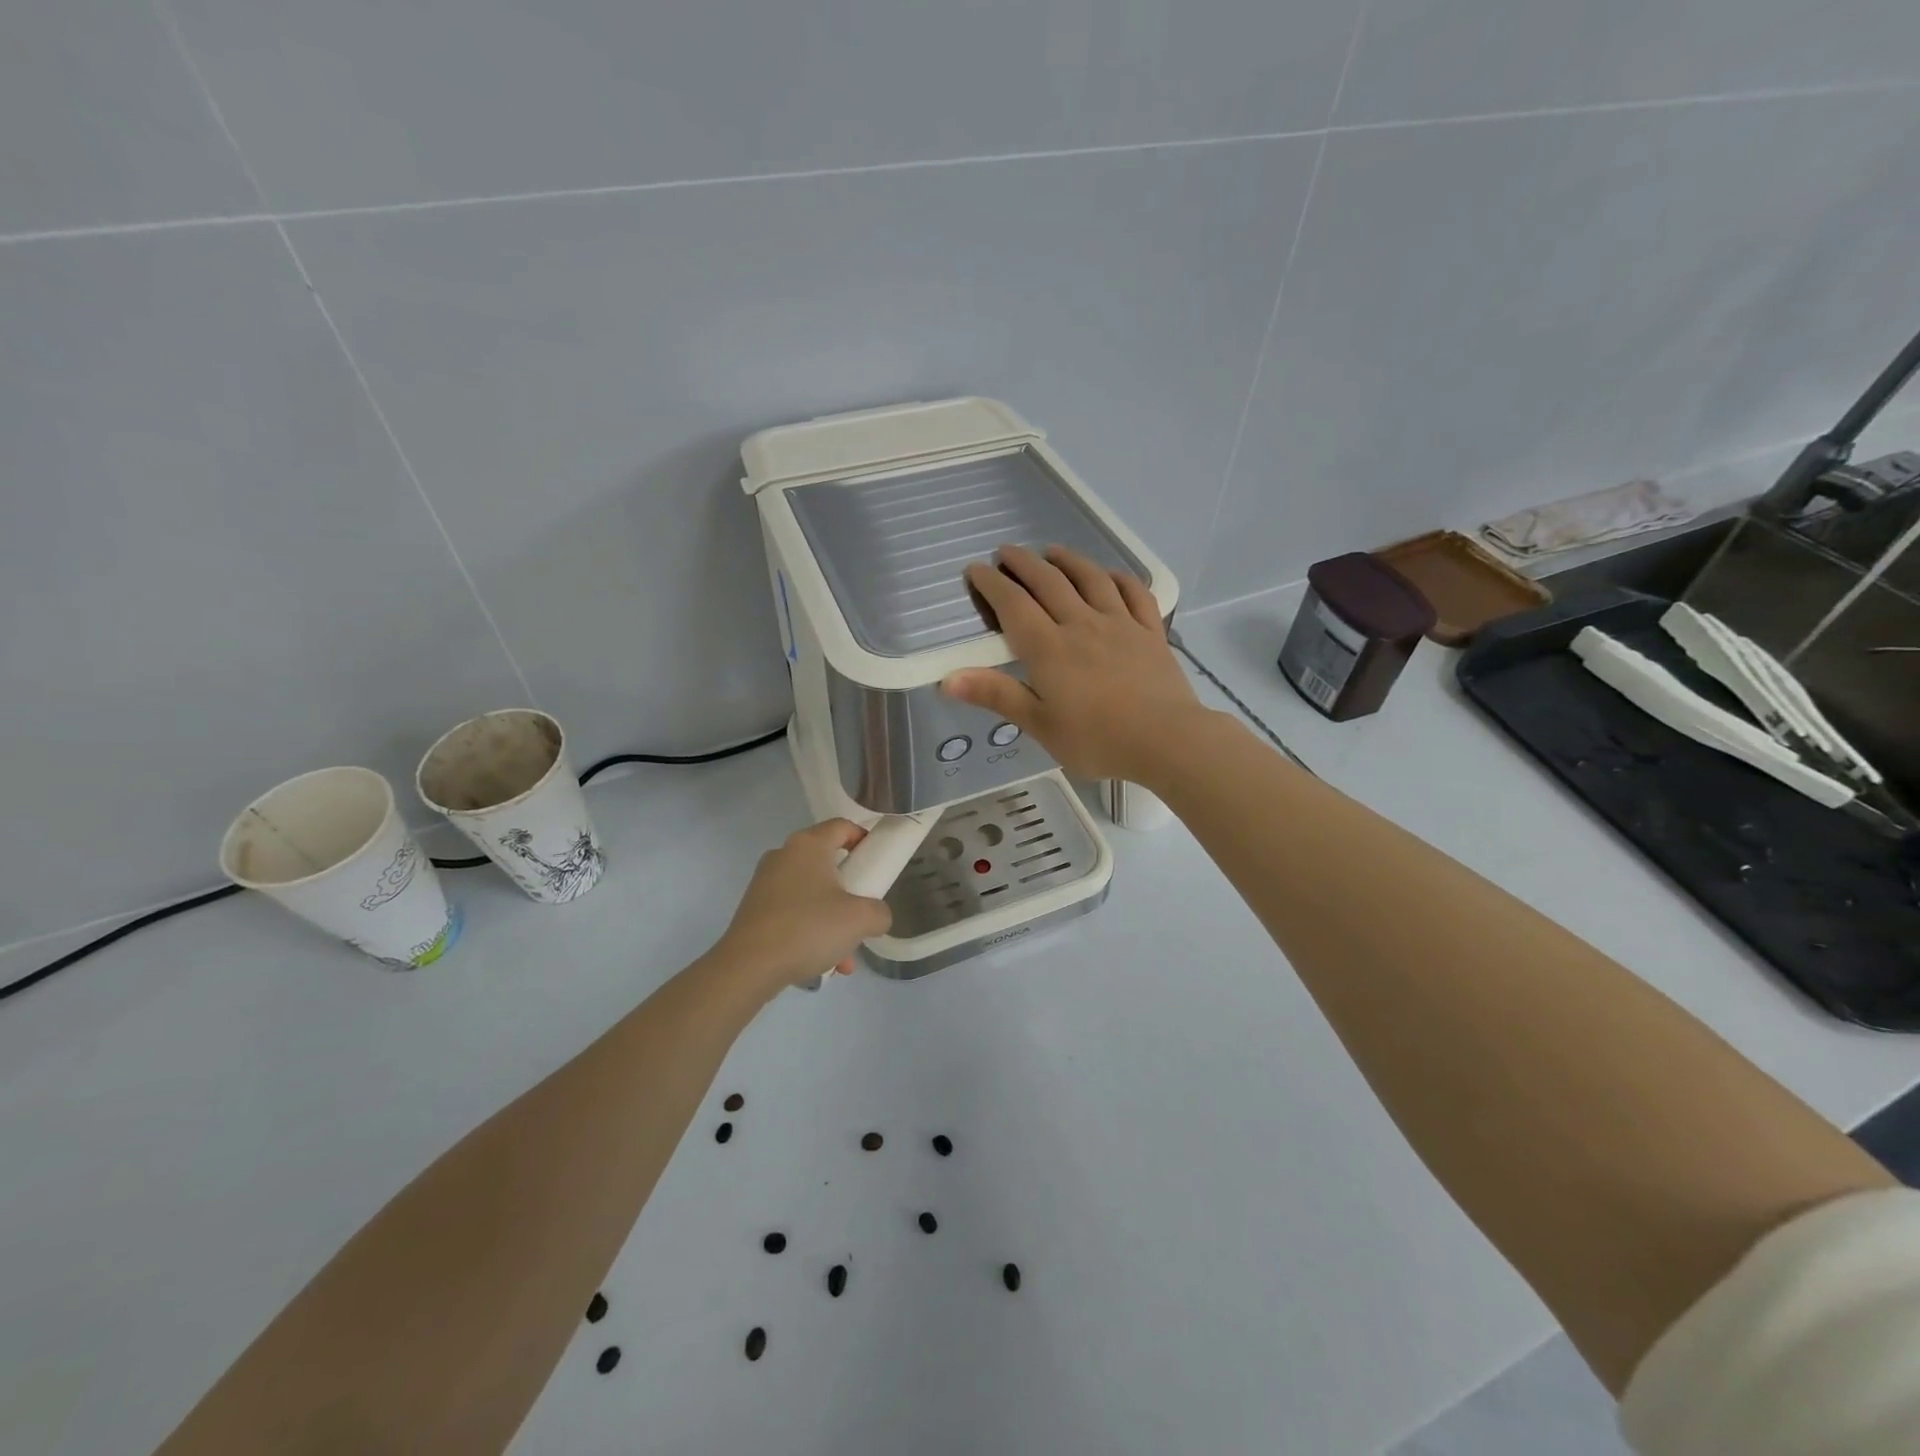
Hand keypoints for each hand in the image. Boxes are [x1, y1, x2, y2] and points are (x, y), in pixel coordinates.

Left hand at [713, 819, 892, 991]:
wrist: (748, 967)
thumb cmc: (808, 928)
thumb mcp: (860, 920)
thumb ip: (879, 912)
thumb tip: (875, 916)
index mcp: (808, 845)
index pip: (842, 826)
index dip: (865, 839)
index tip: (878, 863)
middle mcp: (784, 856)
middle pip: (828, 864)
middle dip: (851, 892)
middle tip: (863, 914)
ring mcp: (765, 883)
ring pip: (812, 895)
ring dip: (833, 920)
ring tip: (845, 956)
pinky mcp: (755, 909)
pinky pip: (793, 913)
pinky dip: (811, 932)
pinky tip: (822, 964)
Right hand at [943, 544, 1217, 785]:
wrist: (1166, 739)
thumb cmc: (1096, 738)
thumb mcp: (1039, 723)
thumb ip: (996, 695)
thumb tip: (947, 679)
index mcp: (1049, 648)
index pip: (1013, 604)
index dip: (991, 583)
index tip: (975, 569)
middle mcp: (1081, 624)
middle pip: (1049, 582)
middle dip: (1024, 563)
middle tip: (1006, 552)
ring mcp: (1120, 623)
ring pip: (1091, 579)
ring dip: (1068, 560)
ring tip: (1052, 552)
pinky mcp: (1150, 631)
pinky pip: (1135, 593)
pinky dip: (1119, 578)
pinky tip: (1110, 575)